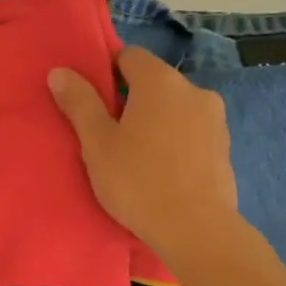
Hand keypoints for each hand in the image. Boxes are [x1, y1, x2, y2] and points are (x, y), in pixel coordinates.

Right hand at [48, 46, 238, 262]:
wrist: (196, 229)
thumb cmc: (138, 181)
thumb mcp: (97, 143)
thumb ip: (79, 102)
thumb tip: (59, 71)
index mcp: (160, 81)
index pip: (130, 56)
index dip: (108, 73)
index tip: (95, 103)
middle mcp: (194, 89)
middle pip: (155, 82)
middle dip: (133, 100)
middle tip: (111, 135)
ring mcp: (215, 119)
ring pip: (176, 108)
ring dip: (158, 121)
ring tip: (139, 157)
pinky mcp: (226, 147)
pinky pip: (193, 132)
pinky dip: (178, 141)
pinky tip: (165, 171)